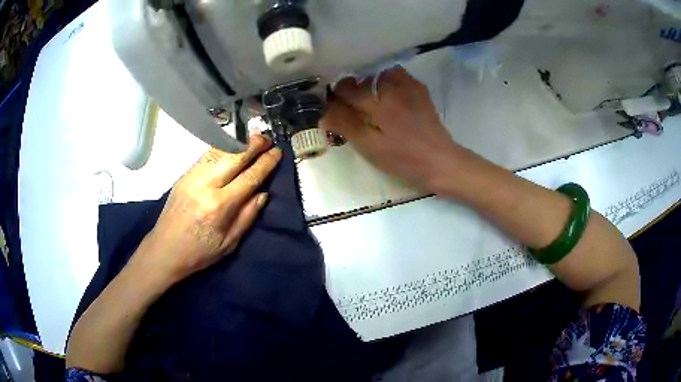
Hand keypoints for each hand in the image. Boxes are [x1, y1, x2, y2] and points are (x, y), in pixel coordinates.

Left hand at [131, 134, 281, 284]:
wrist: (164, 250)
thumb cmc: (199, 253)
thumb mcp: (229, 244)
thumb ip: (247, 217)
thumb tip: (263, 194)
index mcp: (220, 206)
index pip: (249, 177)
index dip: (265, 163)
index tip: (277, 152)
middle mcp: (206, 186)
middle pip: (234, 157)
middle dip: (253, 145)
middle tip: (267, 138)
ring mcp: (192, 177)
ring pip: (218, 152)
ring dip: (237, 142)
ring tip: (251, 137)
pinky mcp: (184, 176)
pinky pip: (206, 156)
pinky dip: (220, 148)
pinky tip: (229, 146)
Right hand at [321, 67, 462, 192]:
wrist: (441, 161)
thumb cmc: (404, 159)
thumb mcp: (371, 147)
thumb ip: (346, 126)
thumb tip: (323, 113)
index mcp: (378, 104)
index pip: (347, 89)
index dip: (336, 96)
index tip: (334, 108)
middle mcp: (393, 88)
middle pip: (363, 80)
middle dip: (353, 91)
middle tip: (352, 109)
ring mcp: (410, 87)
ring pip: (381, 74)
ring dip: (371, 83)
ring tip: (371, 100)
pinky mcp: (421, 91)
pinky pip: (399, 76)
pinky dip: (389, 81)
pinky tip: (390, 96)